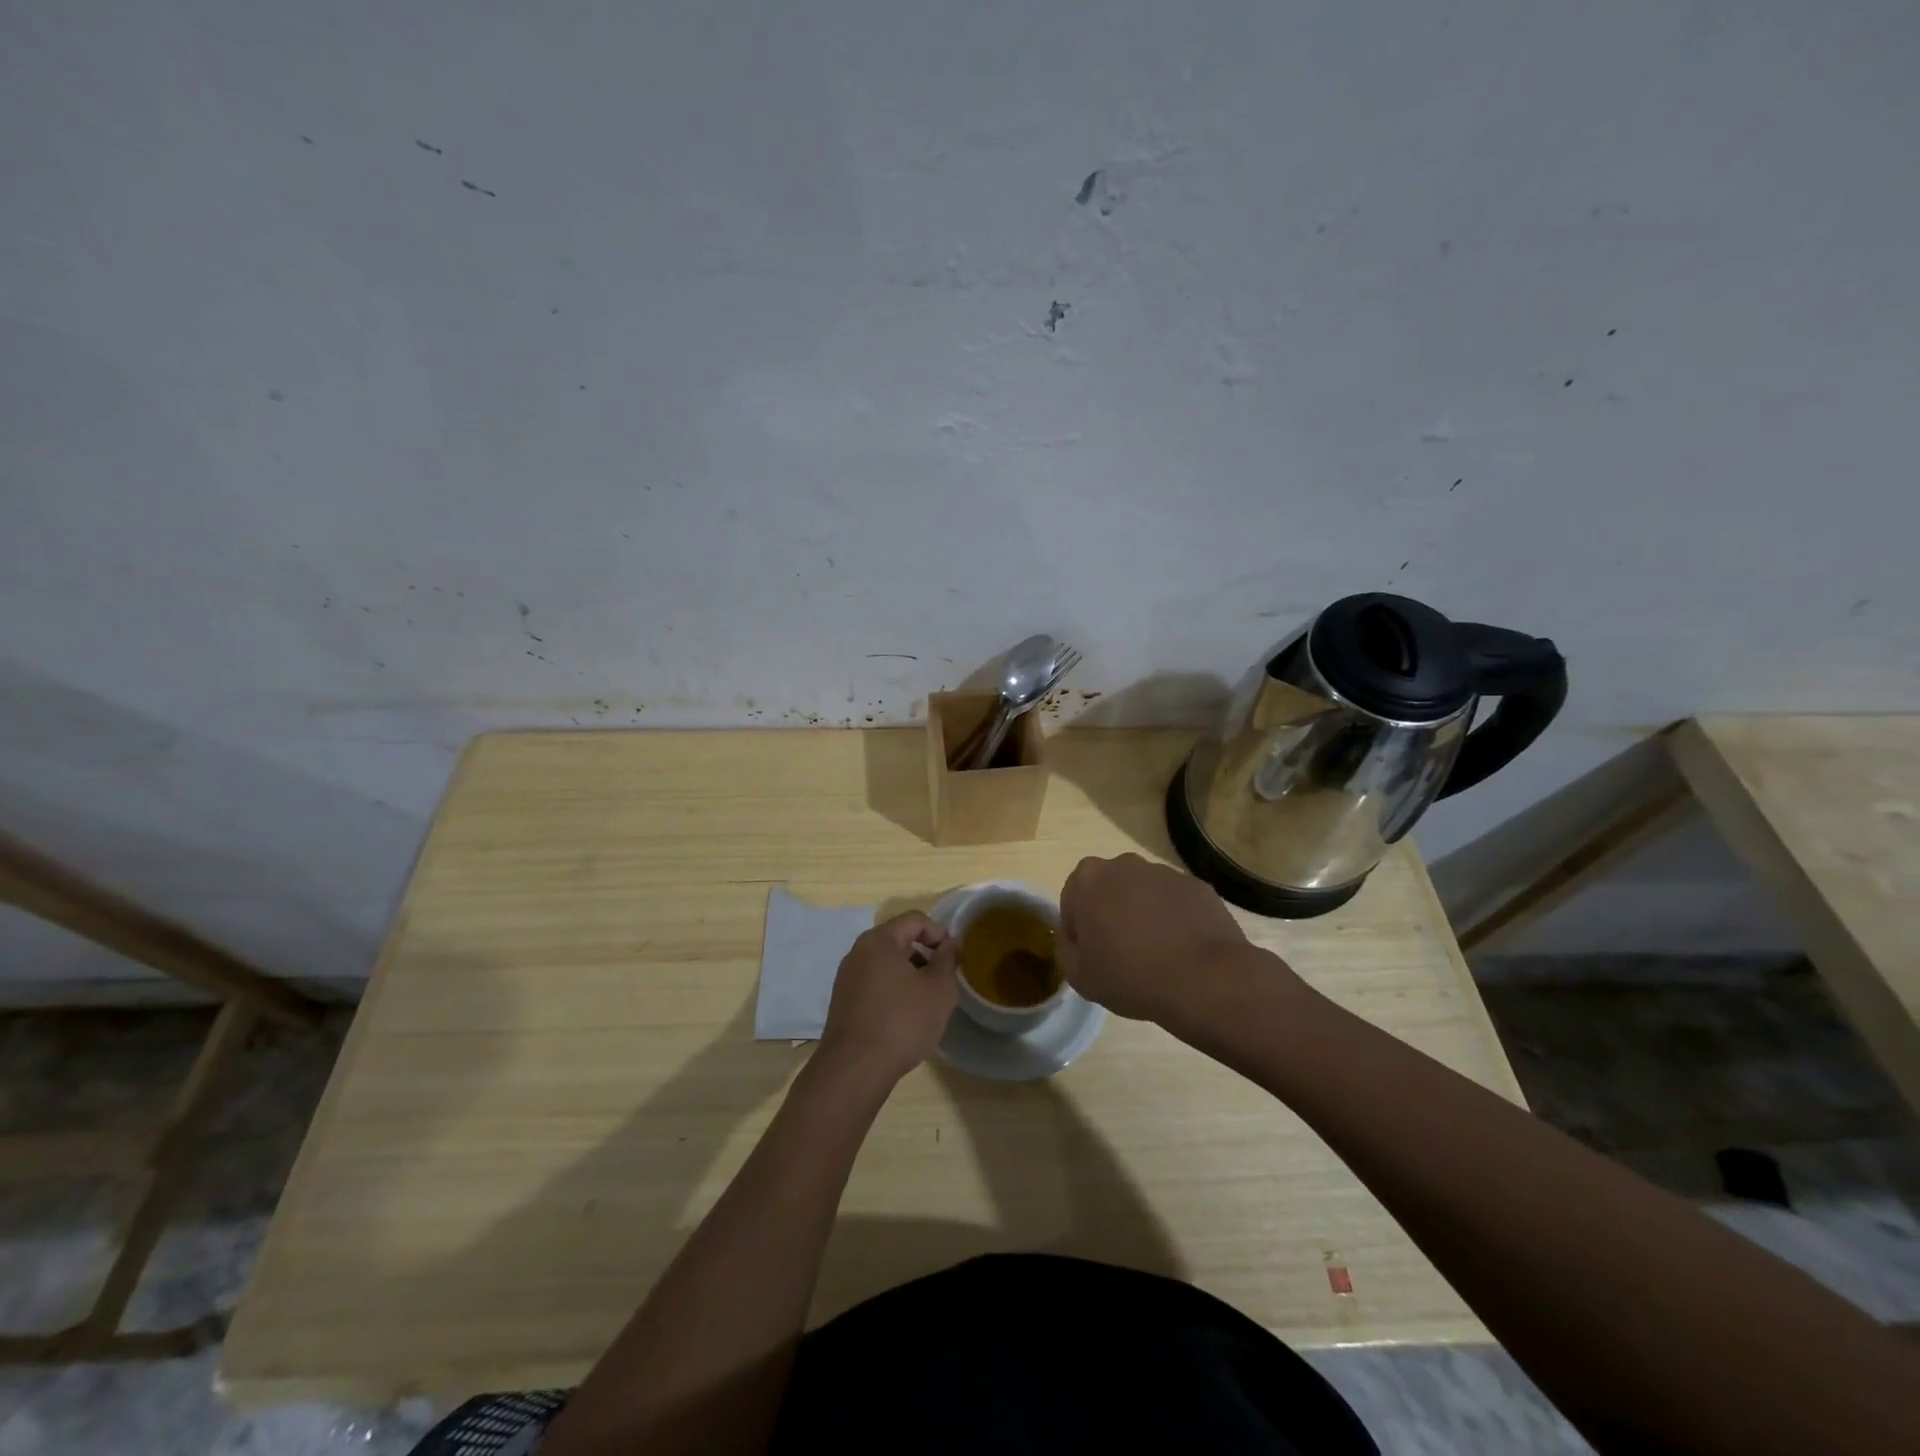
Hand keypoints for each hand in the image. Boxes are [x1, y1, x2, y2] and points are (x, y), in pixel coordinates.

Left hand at [818, 911, 957, 1085]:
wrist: (855, 1069)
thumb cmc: (902, 1022)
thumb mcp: (938, 990)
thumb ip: (947, 960)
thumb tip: (951, 942)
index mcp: (880, 940)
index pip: (915, 919)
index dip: (939, 933)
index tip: (953, 958)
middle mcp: (858, 951)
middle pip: (898, 938)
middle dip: (924, 954)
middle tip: (942, 979)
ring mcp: (847, 976)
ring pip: (885, 962)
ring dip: (909, 973)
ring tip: (925, 1000)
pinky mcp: (842, 1000)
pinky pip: (873, 981)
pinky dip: (892, 988)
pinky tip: (904, 1015)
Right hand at [1058, 854, 1265, 1023]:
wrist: (1203, 979)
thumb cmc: (1130, 975)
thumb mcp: (1078, 976)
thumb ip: (1065, 949)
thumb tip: (1074, 939)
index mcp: (1088, 879)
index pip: (1072, 901)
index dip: (1079, 930)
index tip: (1092, 955)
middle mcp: (1123, 864)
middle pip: (1108, 889)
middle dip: (1111, 913)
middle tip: (1122, 953)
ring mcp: (1164, 872)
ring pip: (1143, 892)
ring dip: (1143, 914)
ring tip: (1156, 953)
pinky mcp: (1196, 885)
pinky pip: (1175, 901)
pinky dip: (1174, 918)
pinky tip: (1181, 949)